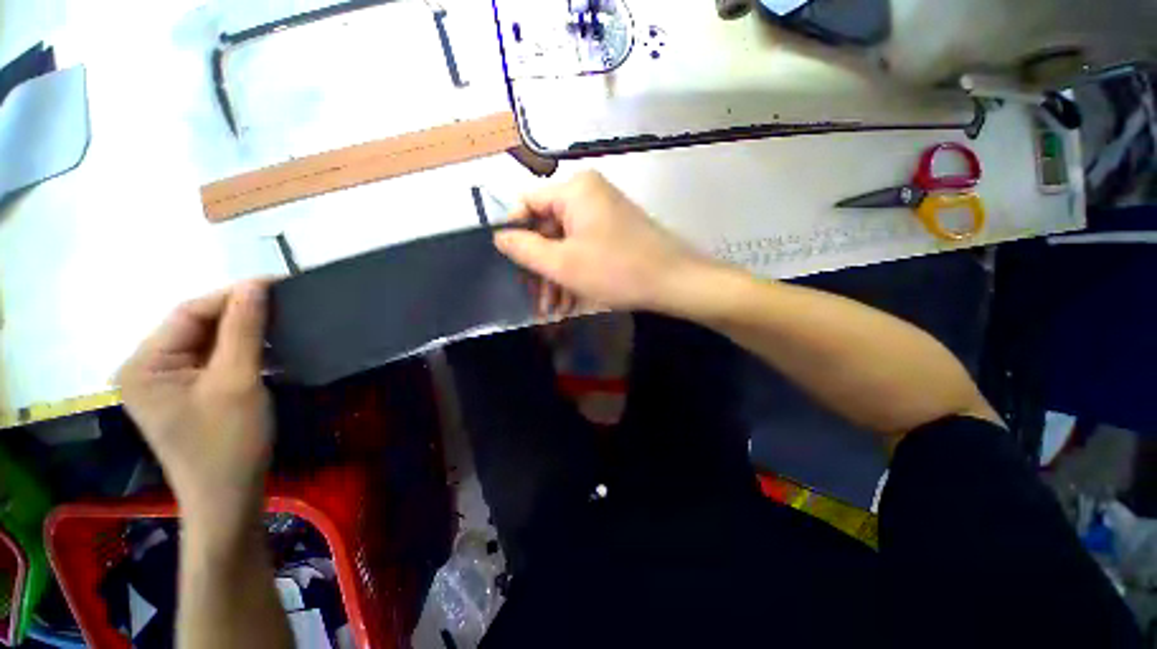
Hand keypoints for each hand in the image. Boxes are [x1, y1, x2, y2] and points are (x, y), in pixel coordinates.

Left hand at [116, 280, 271, 531]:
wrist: (229, 497)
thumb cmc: (228, 443)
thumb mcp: (237, 381)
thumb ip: (244, 329)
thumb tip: (256, 283)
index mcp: (144, 364)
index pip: (189, 313)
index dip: (233, 295)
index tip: (278, 284)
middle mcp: (146, 368)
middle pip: (196, 326)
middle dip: (239, 314)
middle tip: (285, 304)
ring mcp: (165, 382)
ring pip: (207, 341)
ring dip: (243, 332)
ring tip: (282, 322)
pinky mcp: (185, 393)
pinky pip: (212, 359)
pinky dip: (240, 350)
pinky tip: (267, 347)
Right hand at [495, 171, 708, 312]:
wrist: (675, 282)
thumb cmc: (616, 270)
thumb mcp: (563, 264)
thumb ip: (525, 248)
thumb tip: (500, 235)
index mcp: (574, 189)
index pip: (527, 202)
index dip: (514, 233)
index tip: (511, 266)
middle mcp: (588, 194)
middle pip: (547, 227)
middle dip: (539, 267)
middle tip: (535, 300)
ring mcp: (603, 213)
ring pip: (565, 243)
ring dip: (556, 277)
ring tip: (552, 310)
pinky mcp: (614, 231)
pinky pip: (583, 248)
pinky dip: (574, 273)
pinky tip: (569, 303)